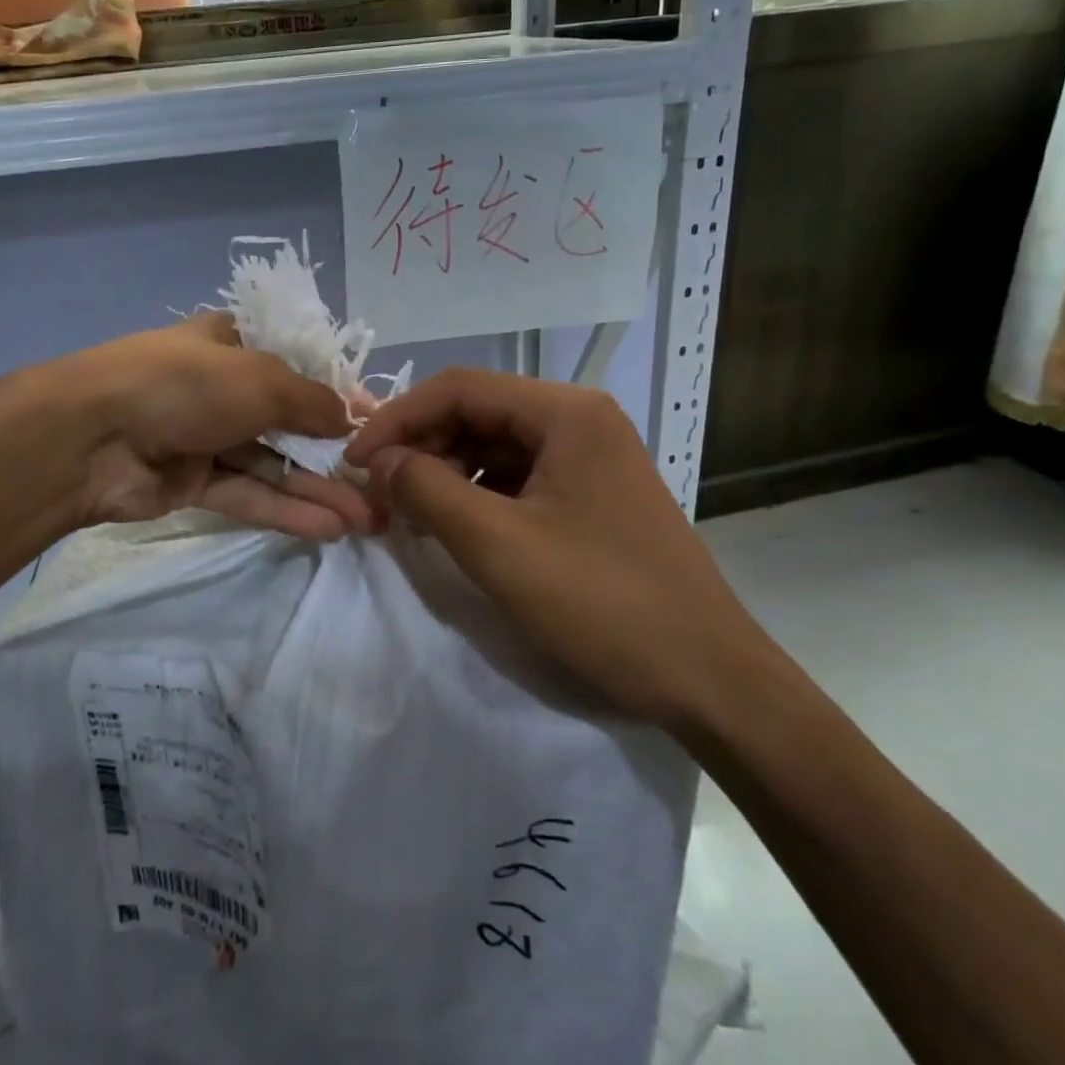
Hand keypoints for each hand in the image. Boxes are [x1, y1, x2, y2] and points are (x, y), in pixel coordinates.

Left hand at [58, 314, 372, 540]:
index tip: (376, 423)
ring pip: (271, 465)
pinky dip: (285, 509)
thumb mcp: (263, 380)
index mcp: (232, 344)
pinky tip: (329, 528)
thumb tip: (353, 420)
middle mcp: (221, 388)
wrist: (92, 436)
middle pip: (288, 421)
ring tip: (367, 517)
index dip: (338, 394)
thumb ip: (313, 401)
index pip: (296, 366)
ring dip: (317, 489)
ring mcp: (205, 437)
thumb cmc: (187, 384)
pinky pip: (247, 494)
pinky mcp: (191, 483)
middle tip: (379, 483)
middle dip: (334, 453)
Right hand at [343, 368, 772, 726]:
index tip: (355, 461)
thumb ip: (426, 489)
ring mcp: (590, 456)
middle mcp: (580, 419)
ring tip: (410, 514)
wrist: (709, 678)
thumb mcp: (498, 544)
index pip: (458, 387)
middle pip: (477, 412)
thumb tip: (379, 461)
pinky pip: (518, 476)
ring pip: (494, 445)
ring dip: (445, 472)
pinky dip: (477, 494)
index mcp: (565, 411)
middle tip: (380, 494)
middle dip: (421, 447)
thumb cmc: (602, 601)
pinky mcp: (591, 493)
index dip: (397, 418)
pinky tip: (454, 526)